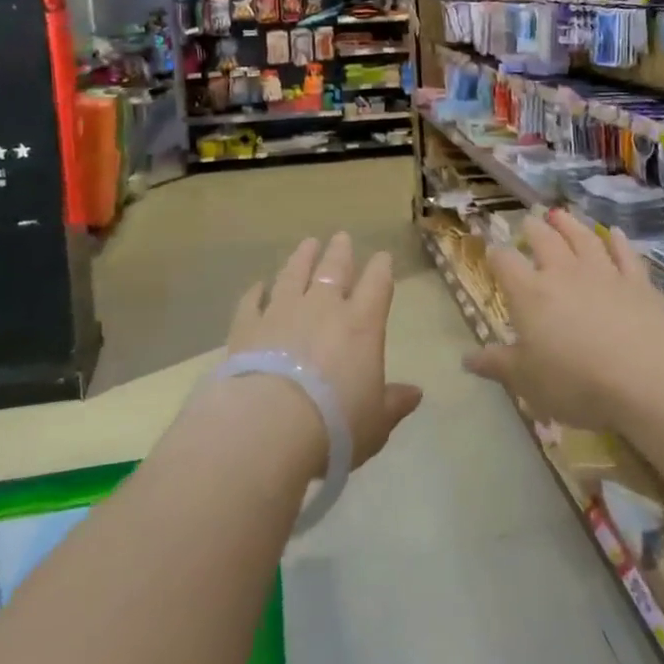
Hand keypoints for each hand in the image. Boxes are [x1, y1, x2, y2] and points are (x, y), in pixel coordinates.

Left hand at [225, 233, 421, 473]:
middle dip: (340, 252)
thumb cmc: (335, 425)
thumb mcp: (376, 422)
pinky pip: (251, 301)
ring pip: (293, 275)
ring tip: (306, 244)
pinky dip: (255, 291)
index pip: (377, 284)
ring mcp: (282, 312)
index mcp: (361, 324)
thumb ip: (394, 403)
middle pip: (333, 269)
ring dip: (301, 258)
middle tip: (341, 237)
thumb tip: (416, 393)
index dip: (382, 268)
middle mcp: (322, 308)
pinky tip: (257, 285)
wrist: (269, 426)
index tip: (383, 258)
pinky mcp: (247, 327)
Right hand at [466, 211, 663, 430]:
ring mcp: (603, 272)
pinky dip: (618, 241)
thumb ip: (497, 365)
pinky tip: (614, 233)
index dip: (496, 255)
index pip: (505, 263)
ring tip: (560, 214)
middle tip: (529, 221)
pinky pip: (624, 254)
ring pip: (583, 238)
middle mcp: (563, 273)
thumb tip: (466, 358)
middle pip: (544, 241)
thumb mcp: (526, 381)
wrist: (645, 374)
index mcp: (530, 293)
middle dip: (533, 230)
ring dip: (570, 224)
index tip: (492, 251)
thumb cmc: (575, 381)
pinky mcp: (637, 281)